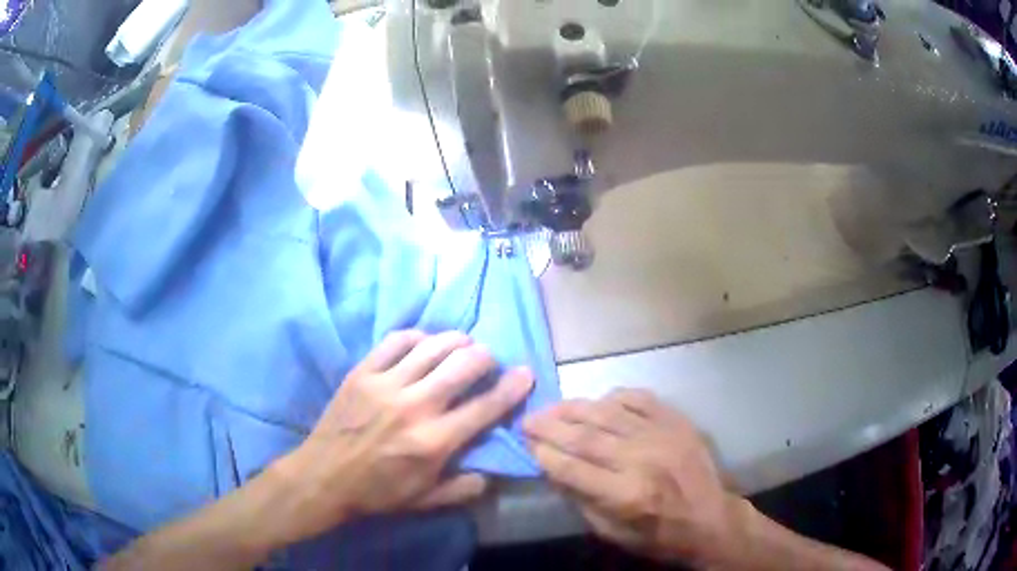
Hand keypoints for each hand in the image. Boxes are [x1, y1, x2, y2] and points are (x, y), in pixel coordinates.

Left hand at [268, 330, 533, 545]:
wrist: (323, 477)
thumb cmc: (377, 493)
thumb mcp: (425, 501)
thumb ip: (463, 488)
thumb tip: (492, 473)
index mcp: (434, 442)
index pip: (485, 407)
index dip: (512, 388)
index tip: (525, 374)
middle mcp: (415, 407)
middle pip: (463, 366)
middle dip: (485, 357)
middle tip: (488, 360)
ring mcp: (386, 385)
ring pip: (433, 347)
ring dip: (456, 341)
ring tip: (463, 345)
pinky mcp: (362, 372)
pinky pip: (396, 341)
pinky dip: (417, 337)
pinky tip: (424, 344)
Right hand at [523, 389, 737, 565]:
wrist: (711, 518)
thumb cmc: (659, 534)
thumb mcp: (613, 533)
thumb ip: (581, 501)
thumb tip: (553, 471)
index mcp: (626, 495)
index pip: (572, 468)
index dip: (544, 454)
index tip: (526, 444)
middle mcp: (642, 460)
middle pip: (586, 436)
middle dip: (550, 426)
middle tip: (528, 419)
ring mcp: (662, 435)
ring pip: (608, 413)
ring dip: (574, 408)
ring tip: (552, 407)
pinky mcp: (677, 422)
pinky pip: (640, 399)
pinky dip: (615, 397)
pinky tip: (598, 401)